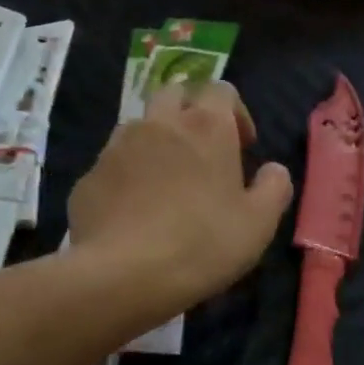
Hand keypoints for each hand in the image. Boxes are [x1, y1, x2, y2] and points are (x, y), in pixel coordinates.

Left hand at [68, 80, 293, 315]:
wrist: (123, 274)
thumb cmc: (203, 244)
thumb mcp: (259, 223)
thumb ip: (274, 187)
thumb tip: (273, 169)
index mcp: (206, 126)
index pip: (222, 90)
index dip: (235, 113)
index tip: (242, 148)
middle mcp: (159, 124)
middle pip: (175, 94)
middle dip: (191, 114)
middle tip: (203, 154)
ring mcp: (117, 147)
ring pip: (140, 127)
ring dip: (157, 142)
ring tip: (167, 184)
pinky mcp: (89, 177)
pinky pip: (114, 164)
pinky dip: (128, 176)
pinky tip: (136, 213)